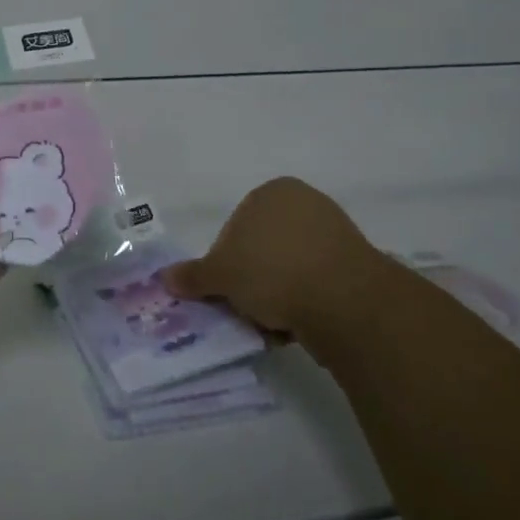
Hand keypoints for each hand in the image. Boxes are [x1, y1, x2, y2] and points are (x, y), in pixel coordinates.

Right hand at [163, 177, 401, 352]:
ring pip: (289, 270)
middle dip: (252, 281)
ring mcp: (335, 233)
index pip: (235, 228)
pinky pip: (316, 285)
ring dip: (277, 297)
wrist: (344, 300)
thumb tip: (164, 278)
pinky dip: (303, 303)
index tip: (225, 291)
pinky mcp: (355, 265)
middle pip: (262, 249)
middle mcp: (306, 203)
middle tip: (244, 310)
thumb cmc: (272, 270)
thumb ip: (193, 276)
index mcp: (273, 192)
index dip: (224, 263)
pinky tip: (297, 327)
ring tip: (271, 324)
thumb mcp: (221, 275)